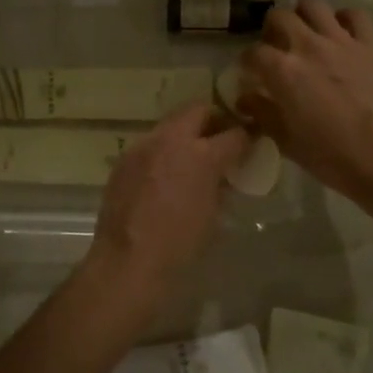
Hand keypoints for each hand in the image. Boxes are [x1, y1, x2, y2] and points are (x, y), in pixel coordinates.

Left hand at [88, 103, 248, 284]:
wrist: (128, 260)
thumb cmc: (179, 245)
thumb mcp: (213, 215)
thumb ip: (220, 185)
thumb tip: (222, 175)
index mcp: (201, 155)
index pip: (234, 133)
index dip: (245, 137)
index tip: (249, 143)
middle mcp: (170, 140)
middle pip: (197, 111)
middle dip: (213, 120)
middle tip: (220, 139)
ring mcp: (142, 147)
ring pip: (170, 125)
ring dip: (184, 134)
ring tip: (190, 158)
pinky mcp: (124, 160)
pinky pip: (149, 145)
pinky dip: (162, 152)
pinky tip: (163, 175)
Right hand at [239, 0, 372, 221]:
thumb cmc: (332, 157)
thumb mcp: (287, 142)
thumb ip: (263, 114)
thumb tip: (245, 99)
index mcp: (283, 71)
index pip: (252, 53)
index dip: (247, 63)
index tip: (250, 74)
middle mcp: (308, 47)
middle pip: (279, 16)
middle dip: (271, 30)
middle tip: (276, 49)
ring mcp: (342, 42)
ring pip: (313, 5)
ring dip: (304, 15)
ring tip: (305, 34)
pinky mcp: (371, 45)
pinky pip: (354, 15)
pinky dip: (343, 20)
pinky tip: (340, 36)